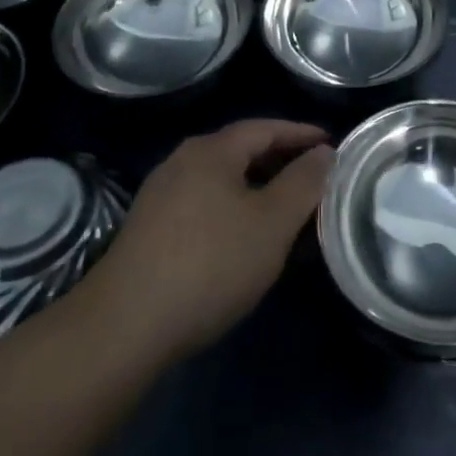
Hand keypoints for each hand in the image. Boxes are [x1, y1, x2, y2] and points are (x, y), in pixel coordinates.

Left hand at [74, 119, 334, 359]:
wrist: (123, 328)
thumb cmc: (210, 264)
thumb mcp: (272, 223)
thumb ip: (304, 183)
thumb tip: (325, 153)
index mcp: (212, 151)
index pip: (266, 128)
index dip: (301, 134)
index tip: (332, 146)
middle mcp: (183, 162)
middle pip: (242, 152)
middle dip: (281, 163)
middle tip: (315, 180)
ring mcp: (160, 197)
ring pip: (223, 183)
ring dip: (258, 191)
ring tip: (287, 214)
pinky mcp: (148, 232)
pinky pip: (204, 206)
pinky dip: (234, 212)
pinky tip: (245, 242)